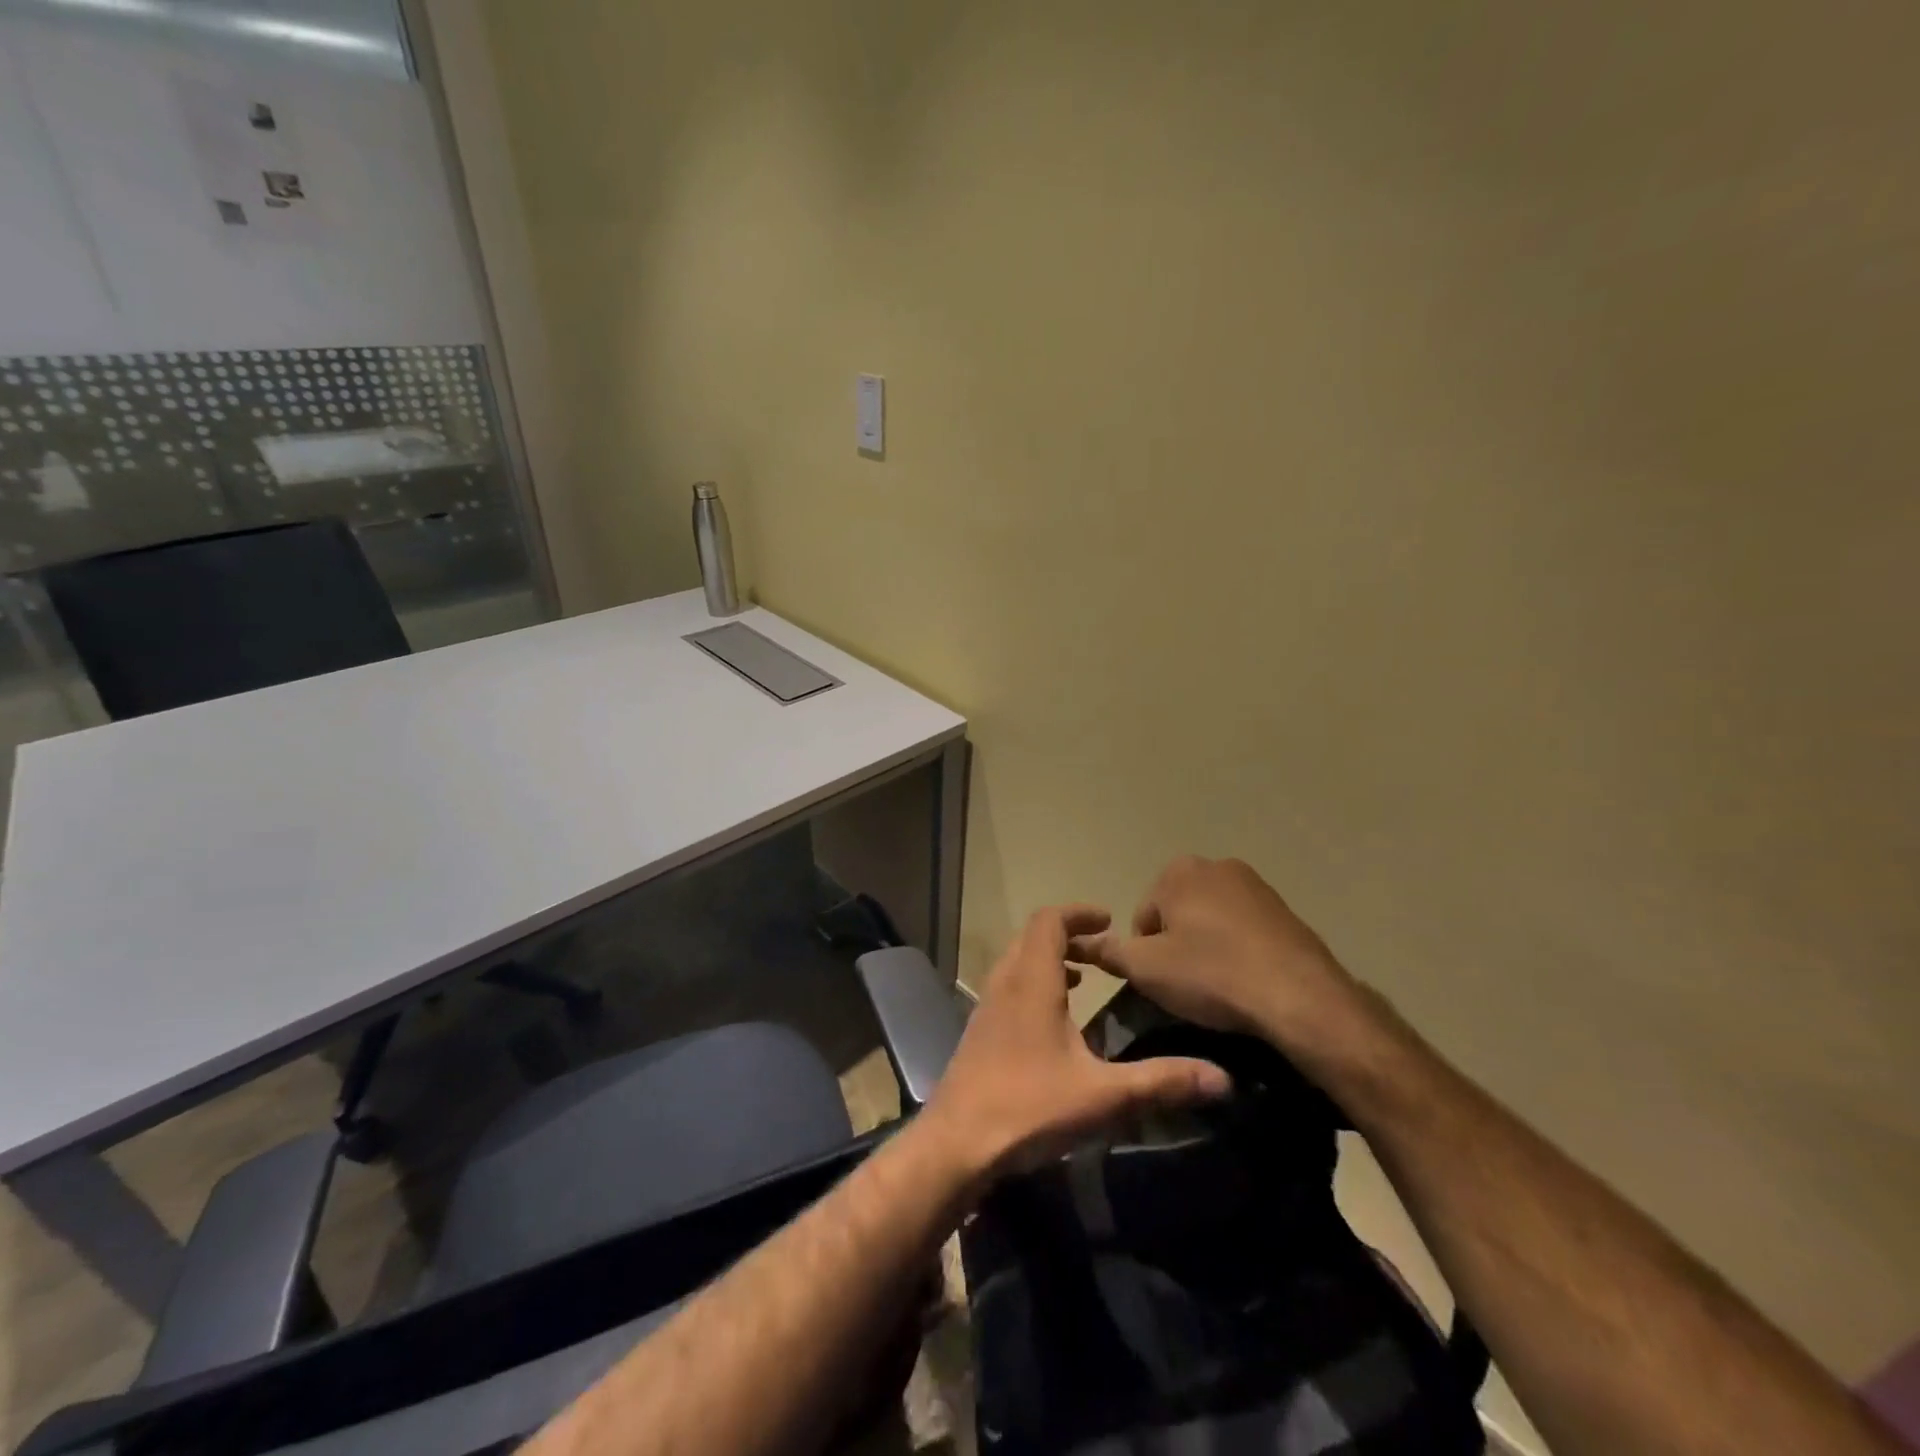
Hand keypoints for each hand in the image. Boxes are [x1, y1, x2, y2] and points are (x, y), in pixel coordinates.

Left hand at [923, 905, 1231, 1178]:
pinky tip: (1054, 1019)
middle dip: (1068, 934)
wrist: (957, 1142)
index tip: (1109, 922)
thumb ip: (1161, 1081)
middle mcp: (1005, 982)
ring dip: (1049, 958)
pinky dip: (1034, 982)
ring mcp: (987, 1005)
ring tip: (1082, 978)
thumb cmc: (1029, 1106)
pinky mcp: (980, 1029)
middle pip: (1032, 935)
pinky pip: (1008, 984)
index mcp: (1032, 981)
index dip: (1079, 913)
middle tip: (1103, 951)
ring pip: (1017, 960)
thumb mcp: (1103, 1095)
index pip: (1049, 920)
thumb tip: (1223, 1079)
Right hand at [1069, 857, 1377, 1061]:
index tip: (1164, 980)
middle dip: (1178, 944)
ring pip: (1212, 920)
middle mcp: (1216, 866)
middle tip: (1189, 985)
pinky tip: (1248, 981)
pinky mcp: (1285, 910)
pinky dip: (1239, 951)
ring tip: (1220, 987)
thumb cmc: (1211, 974)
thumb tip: (1081, 943)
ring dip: (1208, 947)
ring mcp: (1255, 885)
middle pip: (1178, 912)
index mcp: (1178, 872)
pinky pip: (1245, 930)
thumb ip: (1109, 953)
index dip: (1147, 952)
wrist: (1299, 996)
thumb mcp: (1146, 969)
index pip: (1143, 915)